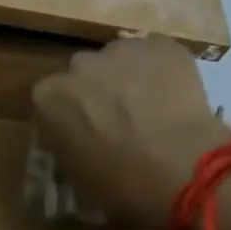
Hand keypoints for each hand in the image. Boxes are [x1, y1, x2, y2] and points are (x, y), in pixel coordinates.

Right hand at [31, 36, 230, 229]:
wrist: (181, 169)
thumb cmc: (120, 183)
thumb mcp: (76, 174)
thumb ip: (67, 145)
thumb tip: (77, 139)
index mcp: (49, 98)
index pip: (50, 100)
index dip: (67, 116)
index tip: (81, 133)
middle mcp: (79, 65)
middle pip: (82, 74)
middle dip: (94, 92)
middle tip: (116, 119)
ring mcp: (121, 51)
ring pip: (119, 60)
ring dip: (127, 78)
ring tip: (149, 107)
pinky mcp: (161, 45)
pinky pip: (154, 55)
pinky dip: (159, 72)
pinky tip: (172, 97)